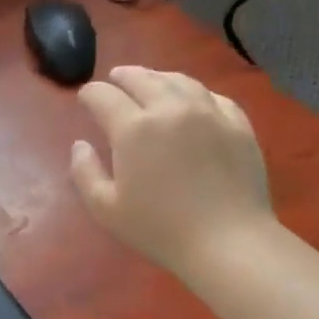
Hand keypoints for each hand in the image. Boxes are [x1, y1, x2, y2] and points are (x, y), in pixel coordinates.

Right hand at [71, 66, 276, 281]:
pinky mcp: (238, 124)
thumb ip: (84, 172)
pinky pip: (213, 96)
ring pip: (178, 80)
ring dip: (157, 77)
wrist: (228, 241)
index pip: (103, 96)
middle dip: (122, 77)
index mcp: (133, 129)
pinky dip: (194, 92)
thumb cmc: (159, 229)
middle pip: (141, 78)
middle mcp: (170, 108)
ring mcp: (208, 112)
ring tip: (149, 81)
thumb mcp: (106, 208)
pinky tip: (191, 99)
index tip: (85, 99)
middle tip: (114, 79)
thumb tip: (80, 144)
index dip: (89, 94)